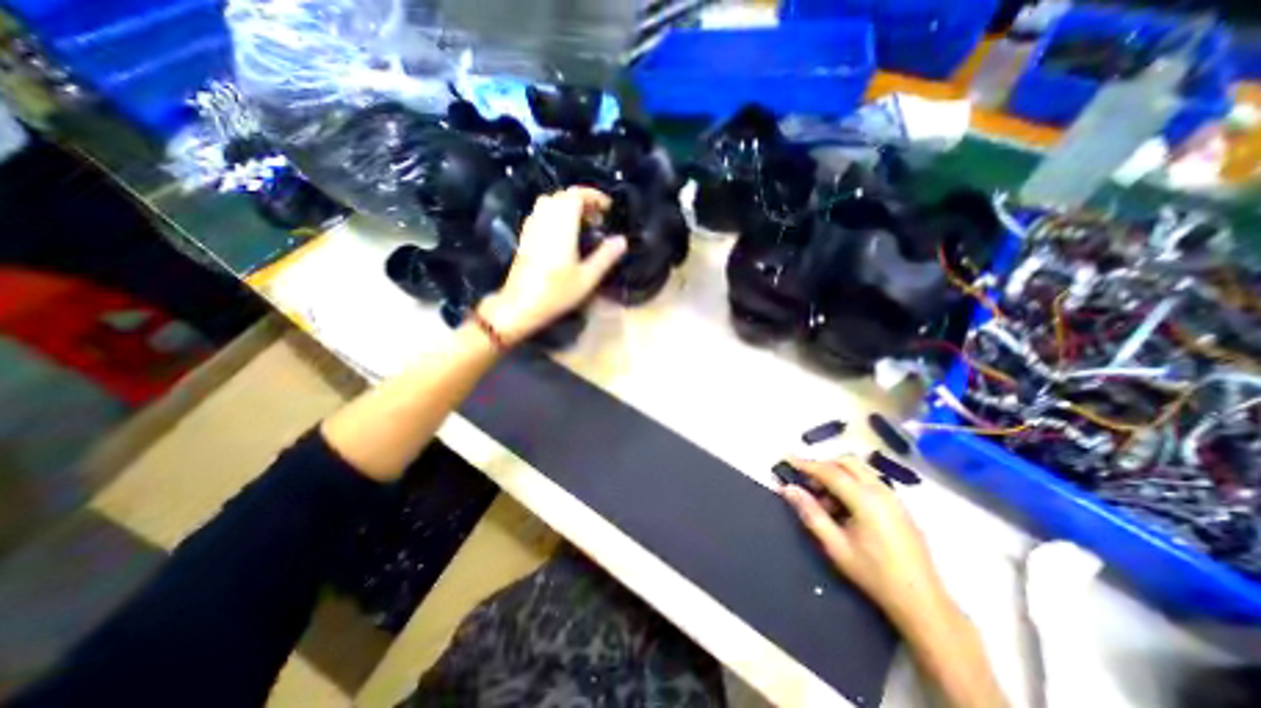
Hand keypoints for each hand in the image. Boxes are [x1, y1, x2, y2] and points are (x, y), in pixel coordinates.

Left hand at [478, 186, 624, 342]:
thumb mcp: (587, 278)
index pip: (575, 195)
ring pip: (549, 203)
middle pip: (562, 196)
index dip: (593, 196)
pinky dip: (554, 215)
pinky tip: (562, 234)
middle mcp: (544, 220)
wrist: (520, 305)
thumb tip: (622, 240)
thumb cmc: (556, 293)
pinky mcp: (524, 238)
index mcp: (562, 226)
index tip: (607, 208)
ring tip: (581, 225)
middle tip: (597, 219)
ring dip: (567, 206)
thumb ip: (606, 256)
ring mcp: (531, 228)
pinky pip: (539, 214)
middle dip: (582, 201)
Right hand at [781, 458, 946, 622]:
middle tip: (807, 483)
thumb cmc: (874, 574)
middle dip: (823, 466)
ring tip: (825, 499)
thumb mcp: (835, 546)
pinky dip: (852, 482)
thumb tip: (788, 489)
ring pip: (860, 469)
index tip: (787, 459)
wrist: (922, 602)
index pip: (830, 471)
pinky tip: (845, 507)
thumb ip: (811, 513)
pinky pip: (870, 481)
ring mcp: (894, 497)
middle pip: (847, 462)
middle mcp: (881, 491)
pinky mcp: (899, 505)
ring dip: (838, 474)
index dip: (806, 464)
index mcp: (866, 500)